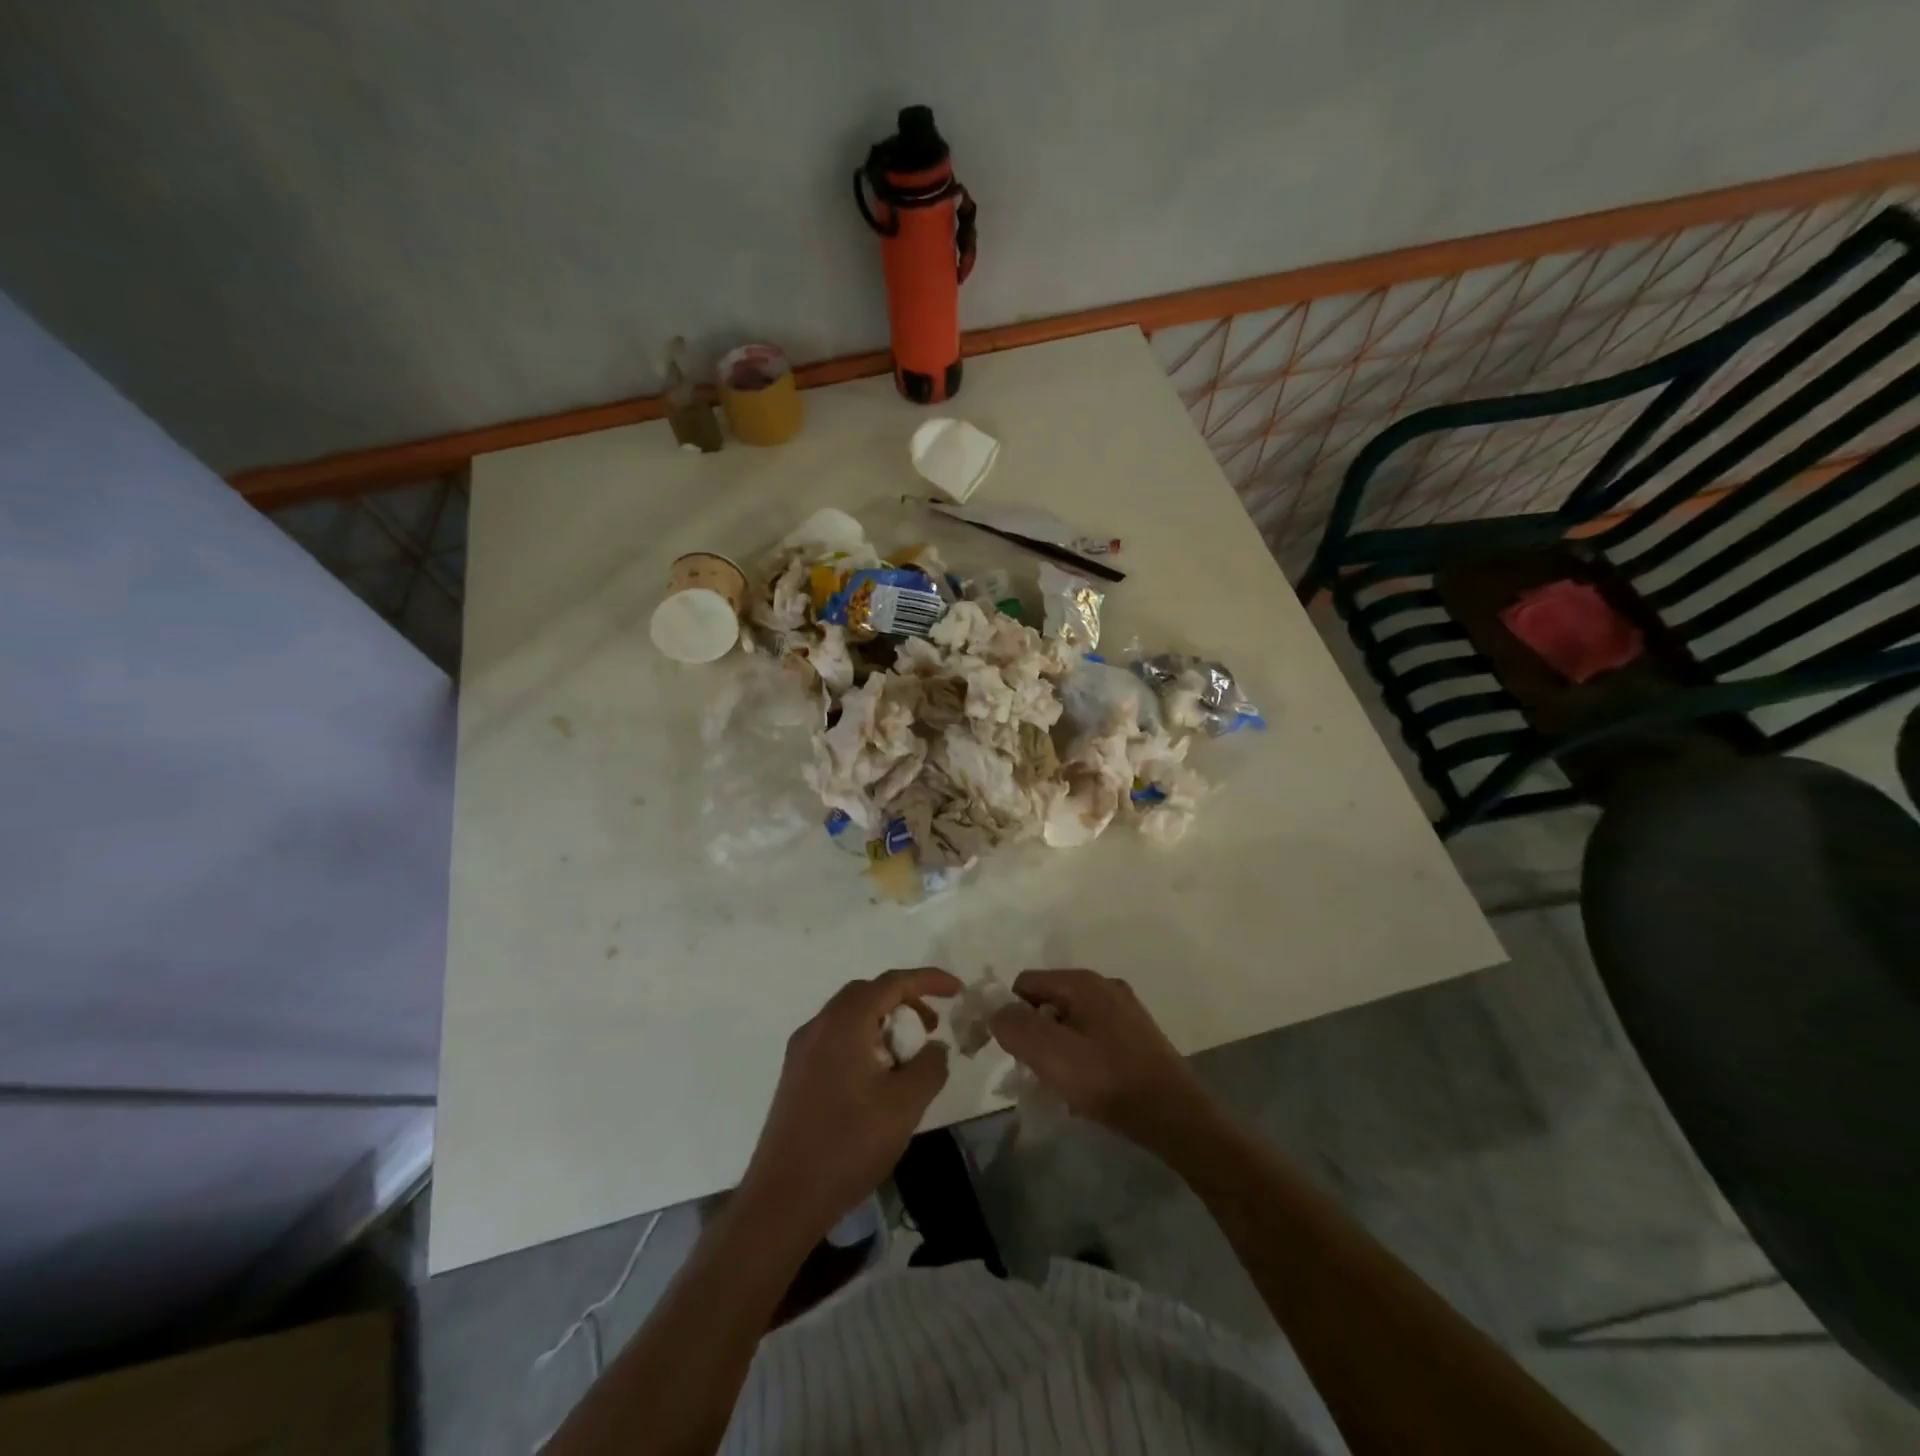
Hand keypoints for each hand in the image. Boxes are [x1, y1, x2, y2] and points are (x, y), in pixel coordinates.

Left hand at [738, 967, 960, 1242]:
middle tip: (930, 1028)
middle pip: (868, 993)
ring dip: (884, 1023)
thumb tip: (935, 1047)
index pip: (892, 982)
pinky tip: (878, 1078)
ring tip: (909, 1057)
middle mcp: (819, 1025)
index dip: (928, 980)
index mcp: (845, 1022)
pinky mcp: (796, 1075)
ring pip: (850, 1016)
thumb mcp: (905, 1105)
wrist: (784, 1199)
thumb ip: (930, 1066)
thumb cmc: (848, 1144)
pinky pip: (836, 1038)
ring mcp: (802, 1050)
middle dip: (905, 1001)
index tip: (957, 990)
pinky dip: (864, 1041)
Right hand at [988, 968, 1216, 1152]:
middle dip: (1034, 1034)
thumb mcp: (1051, 1054)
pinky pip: (1092, 1036)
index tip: (1010, 1052)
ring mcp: (1124, 1010)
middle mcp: (1104, 986)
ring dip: (1057, 1049)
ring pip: (1070, 1021)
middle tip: (1037, 1072)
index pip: (1025, 983)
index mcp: (1083, 982)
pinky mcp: (1137, 1034)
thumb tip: (995, 1012)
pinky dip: (1080, 1056)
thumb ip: (1015, 1027)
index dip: (1010, 1014)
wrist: (1176, 1116)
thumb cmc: (1109, 1081)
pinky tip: (1087, 1087)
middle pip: (1048, 1001)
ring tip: (1061, 1085)